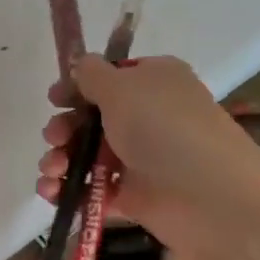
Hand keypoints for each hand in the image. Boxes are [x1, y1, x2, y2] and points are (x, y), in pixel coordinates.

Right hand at [37, 55, 253, 259]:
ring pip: (87, 155)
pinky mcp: (132, 196)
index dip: (78, 87)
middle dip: (64, 128)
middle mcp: (147, 117)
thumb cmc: (163, 128)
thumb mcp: (122, 88)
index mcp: (152, 82)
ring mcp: (139, 159)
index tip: (55, 99)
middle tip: (54, 138)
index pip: (109, 78)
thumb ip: (93, 74)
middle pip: (91, 119)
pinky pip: (92, 189)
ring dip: (60, 160)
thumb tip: (80, 63)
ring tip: (52, 171)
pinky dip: (69, 190)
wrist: (207, 195)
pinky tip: (52, 192)